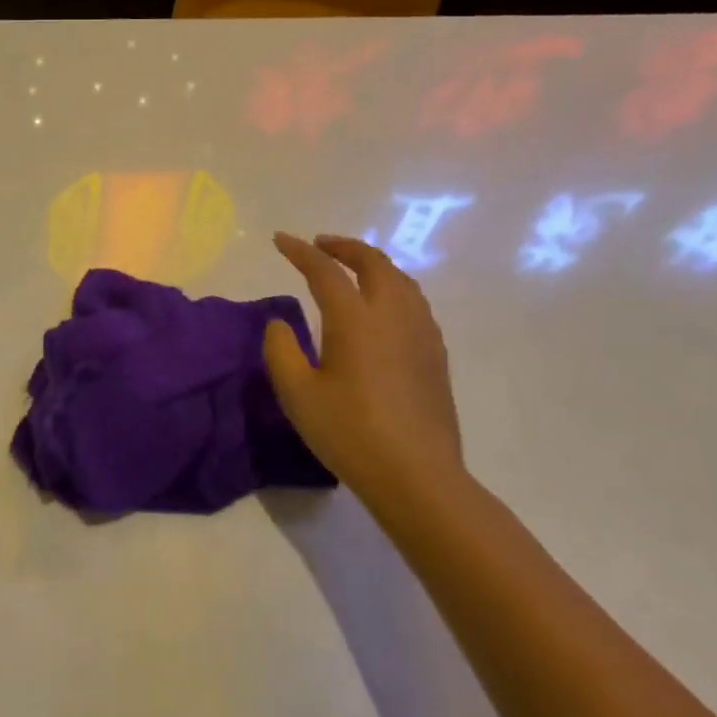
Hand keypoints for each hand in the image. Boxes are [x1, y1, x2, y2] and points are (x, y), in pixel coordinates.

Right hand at [263, 232, 464, 508]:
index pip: (324, 270)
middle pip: (373, 262)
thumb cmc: (350, 433)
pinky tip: (382, 308)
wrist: (417, 476)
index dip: (300, 251)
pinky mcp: (435, 354)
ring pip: (400, 279)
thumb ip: (281, 350)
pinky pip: (414, 301)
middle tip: (320, 246)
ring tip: (351, 269)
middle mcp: (392, 315)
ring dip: (372, 264)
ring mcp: (421, 333)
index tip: (280, 240)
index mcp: (355, 319)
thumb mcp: (297, 394)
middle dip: (344, 247)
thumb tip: (281, 323)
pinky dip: (392, 287)